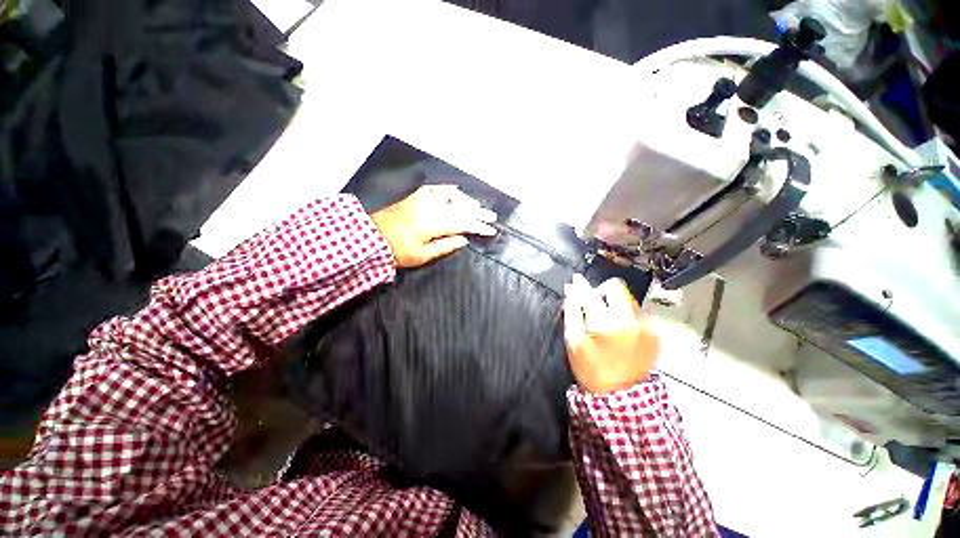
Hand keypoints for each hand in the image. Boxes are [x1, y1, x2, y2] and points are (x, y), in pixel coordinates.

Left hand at [371, 185, 496, 267]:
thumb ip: (446, 246)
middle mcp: (431, 207)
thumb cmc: (397, 251)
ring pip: (452, 196)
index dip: (478, 226)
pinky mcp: (416, 195)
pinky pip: (437, 189)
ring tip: (478, 207)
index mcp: (433, 224)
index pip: (463, 223)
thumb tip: (464, 239)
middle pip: (460, 208)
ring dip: (467, 201)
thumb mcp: (422, 255)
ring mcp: (422, 198)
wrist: (371, 237)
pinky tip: (457, 191)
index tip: (491, 229)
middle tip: (492, 216)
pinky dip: (449, 190)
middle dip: (478, 213)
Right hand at [563, 274, 658, 393]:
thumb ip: (572, 312)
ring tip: (605, 321)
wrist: (622, 396)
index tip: (576, 280)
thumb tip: (571, 290)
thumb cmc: (592, 369)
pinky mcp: (654, 333)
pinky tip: (619, 331)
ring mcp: (646, 326)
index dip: (581, 285)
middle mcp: (630, 319)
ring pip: (628, 298)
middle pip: (617, 287)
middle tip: (592, 305)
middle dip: (602, 291)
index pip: (591, 293)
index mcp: (607, 322)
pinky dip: (625, 315)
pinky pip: (637, 313)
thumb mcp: (574, 341)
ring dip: (614, 303)